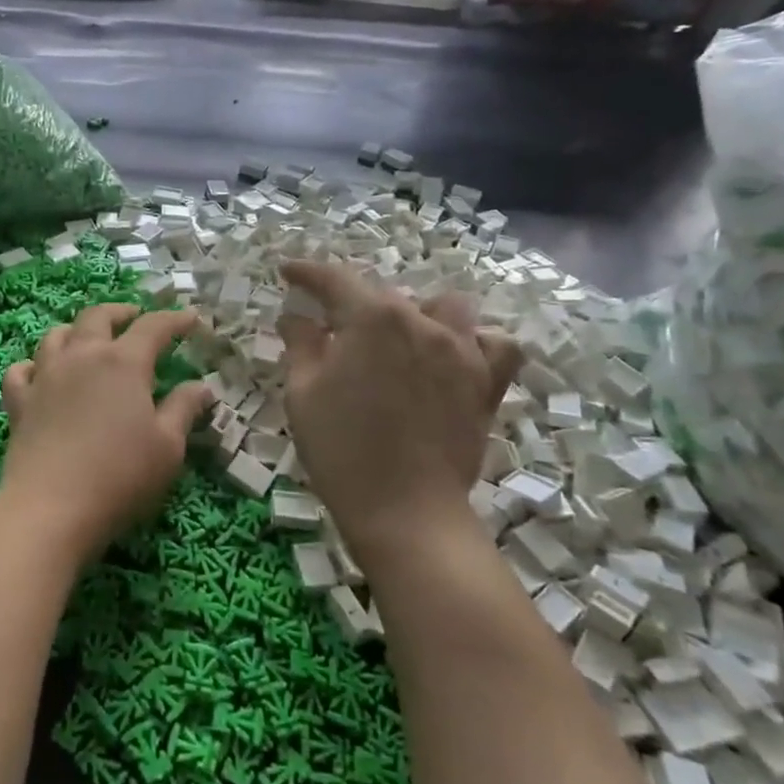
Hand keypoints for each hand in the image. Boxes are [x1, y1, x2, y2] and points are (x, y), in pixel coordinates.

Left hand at [0, 305, 212, 564]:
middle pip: (99, 317)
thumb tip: (201, 385)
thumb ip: (184, 409)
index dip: (175, 320)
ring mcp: (45, 376)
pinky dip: (33, 365)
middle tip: (136, 317)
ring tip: (88, 338)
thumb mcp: (168, 447)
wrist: (50, 507)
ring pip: (57, 335)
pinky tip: (40, 373)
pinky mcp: (20, 402)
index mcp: (123, 362)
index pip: (153, 327)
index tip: (191, 319)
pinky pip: (21, 370)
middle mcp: (82, 357)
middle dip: (121, 312)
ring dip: (76, 330)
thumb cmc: (120, 476)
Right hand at [278, 261, 521, 560]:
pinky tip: (454, 357)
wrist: (404, 511)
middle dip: (352, 304)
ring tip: (398, 340)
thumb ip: (301, 343)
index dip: (307, 272)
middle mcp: (421, 321)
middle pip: (383, 295)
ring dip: (418, 313)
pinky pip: (495, 346)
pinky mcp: (486, 384)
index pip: (334, 279)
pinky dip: (476, 343)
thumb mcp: (302, 393)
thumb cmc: (341, 449)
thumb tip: (297, 316)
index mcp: (372, 318)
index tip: (287, 272)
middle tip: (330, 331)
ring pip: (444, 308)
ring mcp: (462, 351)